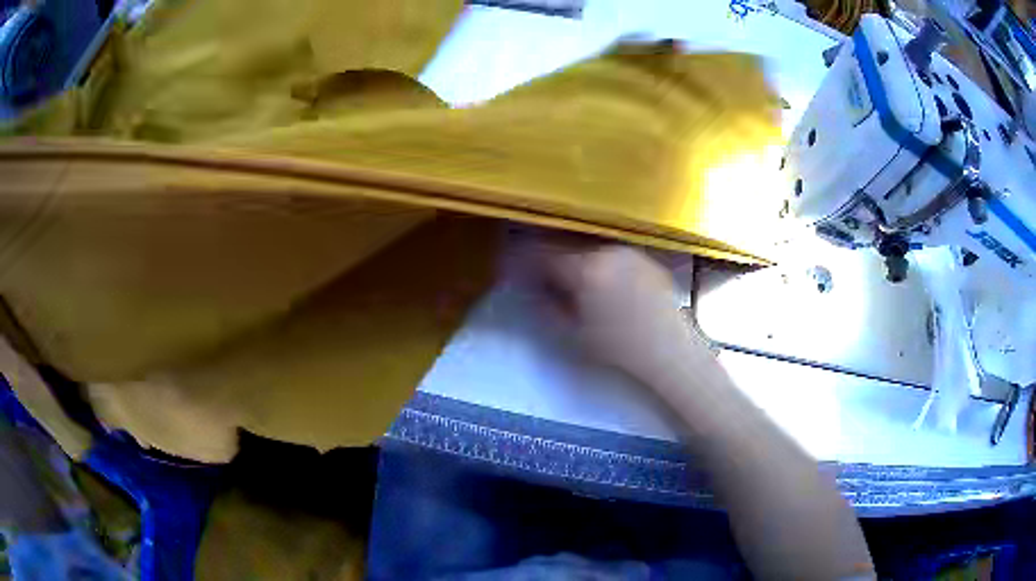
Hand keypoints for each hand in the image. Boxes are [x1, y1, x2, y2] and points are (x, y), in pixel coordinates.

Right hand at [539, 245, 710, 384]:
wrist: (669, 350)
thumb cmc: (618, 348)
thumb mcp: (573, 333)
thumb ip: (547, 305)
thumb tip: (532, 287)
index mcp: (585, 268)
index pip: (545, 255)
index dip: (529, 263)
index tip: (523, 273)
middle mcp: (607, 252)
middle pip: (570, 249)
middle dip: (557, 263)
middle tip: (552, 284)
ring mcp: (630, 252)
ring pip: (594, 252)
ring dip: (582, 264)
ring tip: (582, 288)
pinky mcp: (647, 259)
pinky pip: (615, 257)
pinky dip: (606, 267)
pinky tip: (610, 289)